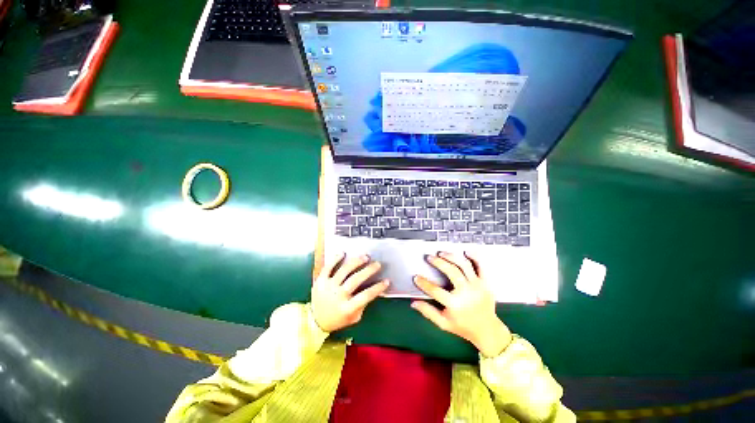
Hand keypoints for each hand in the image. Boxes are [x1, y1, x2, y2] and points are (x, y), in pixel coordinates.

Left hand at [311, 253, 389, 331]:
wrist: (314, 321)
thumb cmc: (337, 320)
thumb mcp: (353, 318)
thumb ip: (363, 305)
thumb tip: (373, 290)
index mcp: (347, 308)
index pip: (366, 296)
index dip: (378, 288)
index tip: (387, 281)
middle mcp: (338, 296)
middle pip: (355, 280)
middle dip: (368, 270)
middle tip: (378, 264)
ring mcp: (328, 287)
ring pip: (344, 271)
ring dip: (356, 262)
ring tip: (365, 256)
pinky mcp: (320, 281)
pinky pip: (328, 267)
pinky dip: (335, 259)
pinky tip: (343, 253)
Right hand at [412, 252, 512, 356]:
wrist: (487, 330)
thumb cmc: (463, 326)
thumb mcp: (443, 323)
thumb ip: (428, 312)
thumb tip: (413, 303)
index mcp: (455, 304)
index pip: (435, 290)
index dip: (423, 283)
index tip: (416, 277)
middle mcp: (467, 293)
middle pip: (451, 272)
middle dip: (438, 262)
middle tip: (429, 257)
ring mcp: (477, 286)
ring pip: (464, 265)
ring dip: (452, 257)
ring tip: (442, 253)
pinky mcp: (485, 283)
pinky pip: (480, 266)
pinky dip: (474, 257)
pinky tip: (465, 251)